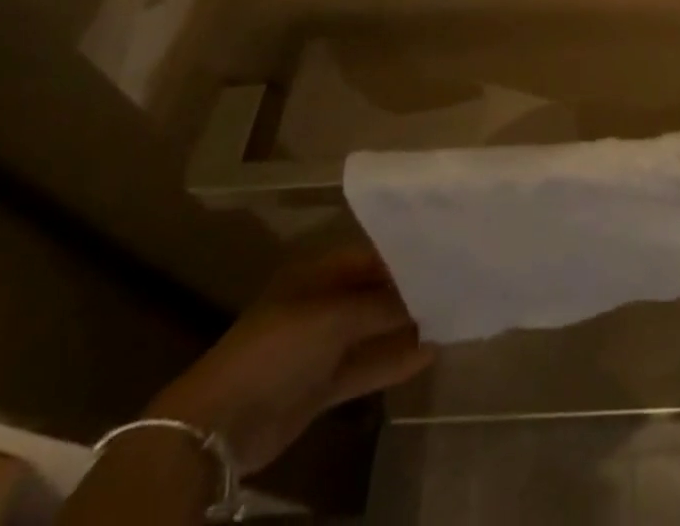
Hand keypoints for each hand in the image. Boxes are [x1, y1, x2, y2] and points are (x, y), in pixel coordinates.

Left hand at [148, 249, 433, 474]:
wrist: (222, 423)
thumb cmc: (279, 346)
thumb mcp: (336, 317)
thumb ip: (383, 305)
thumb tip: (428, 293)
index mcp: (318, 274)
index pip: (371, 257)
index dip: (405, 257)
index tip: (444, 256)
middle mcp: (322, 304)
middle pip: (374, 293)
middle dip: (410, 292)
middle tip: (456, 285)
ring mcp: (322, 346)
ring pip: (373, 330)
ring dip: (406, 328)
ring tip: (452, 317)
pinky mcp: (323, 384)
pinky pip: (366, 365)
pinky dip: (394, 360)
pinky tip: (430, 353)